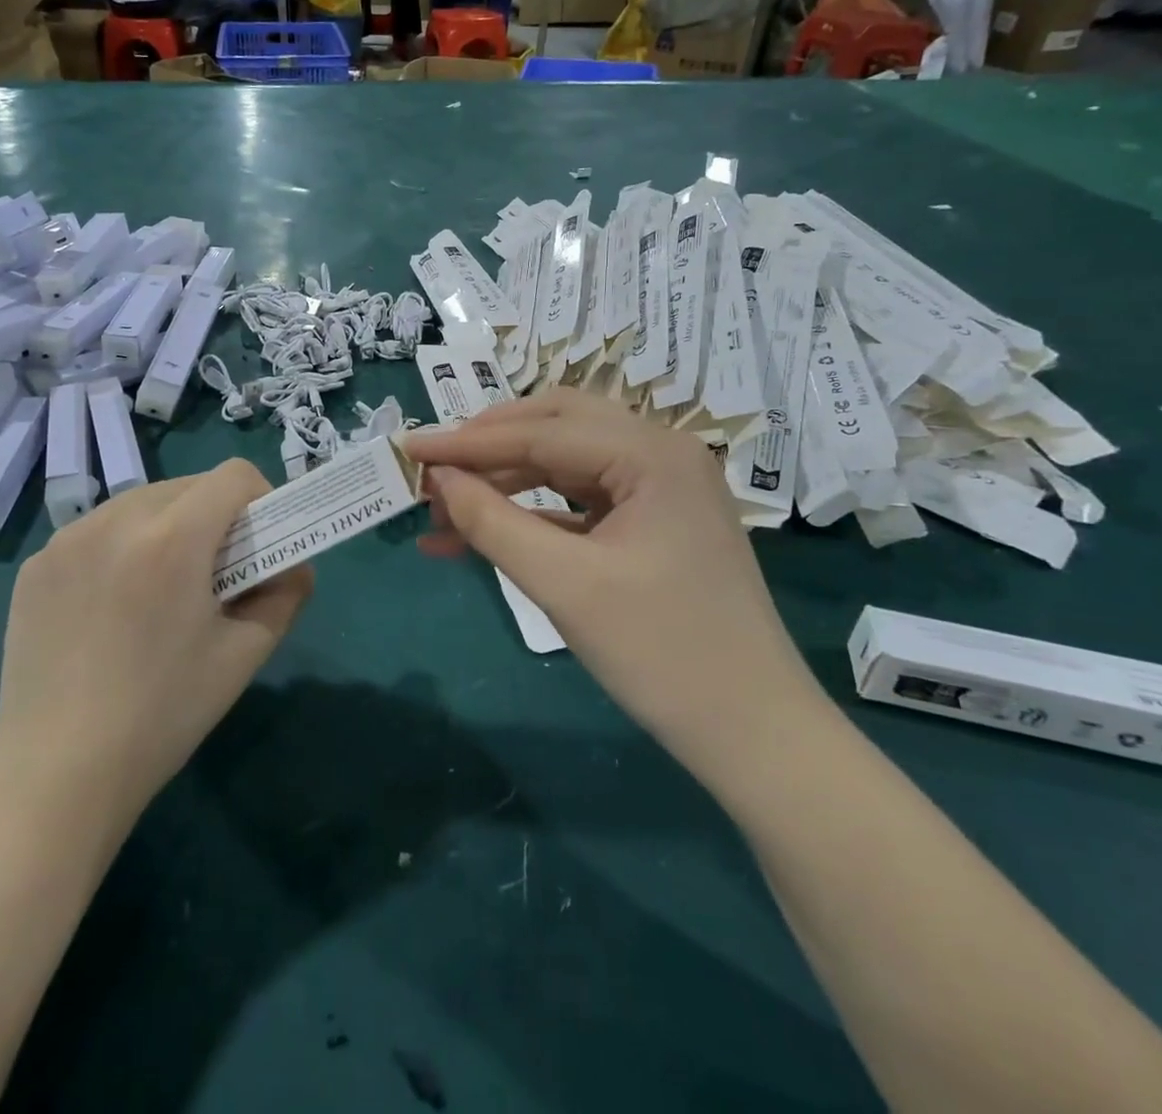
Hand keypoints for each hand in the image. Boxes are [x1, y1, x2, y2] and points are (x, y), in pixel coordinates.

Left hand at [0, 460, 312, 819]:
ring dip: (167, 526)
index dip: (260, 499)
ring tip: (162, 588)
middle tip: (215, 572)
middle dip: (215, 514)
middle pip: (187, 485)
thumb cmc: (163, 715)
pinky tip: (113, 606)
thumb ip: (285, 596)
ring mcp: (67, 540)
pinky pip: (96, 531)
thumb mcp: (244, 655)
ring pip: (140, 502)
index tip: (259, 542)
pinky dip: (121, 547)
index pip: (233, 476)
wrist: (56, 774)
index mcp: (173, 540)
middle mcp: (116, 522)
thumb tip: (296, 566)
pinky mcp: (36, 565)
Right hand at [401, 391, 824, 767]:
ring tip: (444, 511)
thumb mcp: (564, 584)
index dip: (466, 442)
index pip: (540, 432)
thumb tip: (437, 479)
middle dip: (488, 448)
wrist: (754, 735)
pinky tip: (483, 534)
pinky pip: (580, 499)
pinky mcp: (654, 521)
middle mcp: (660, 452)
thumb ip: (492, 522)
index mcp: (651, 453)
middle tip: (432, 471)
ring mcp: (661, 486)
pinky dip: (532, 512)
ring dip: (504, 482)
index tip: (407, 449)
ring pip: (564, 462)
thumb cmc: (662, 654)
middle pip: (555, 427)